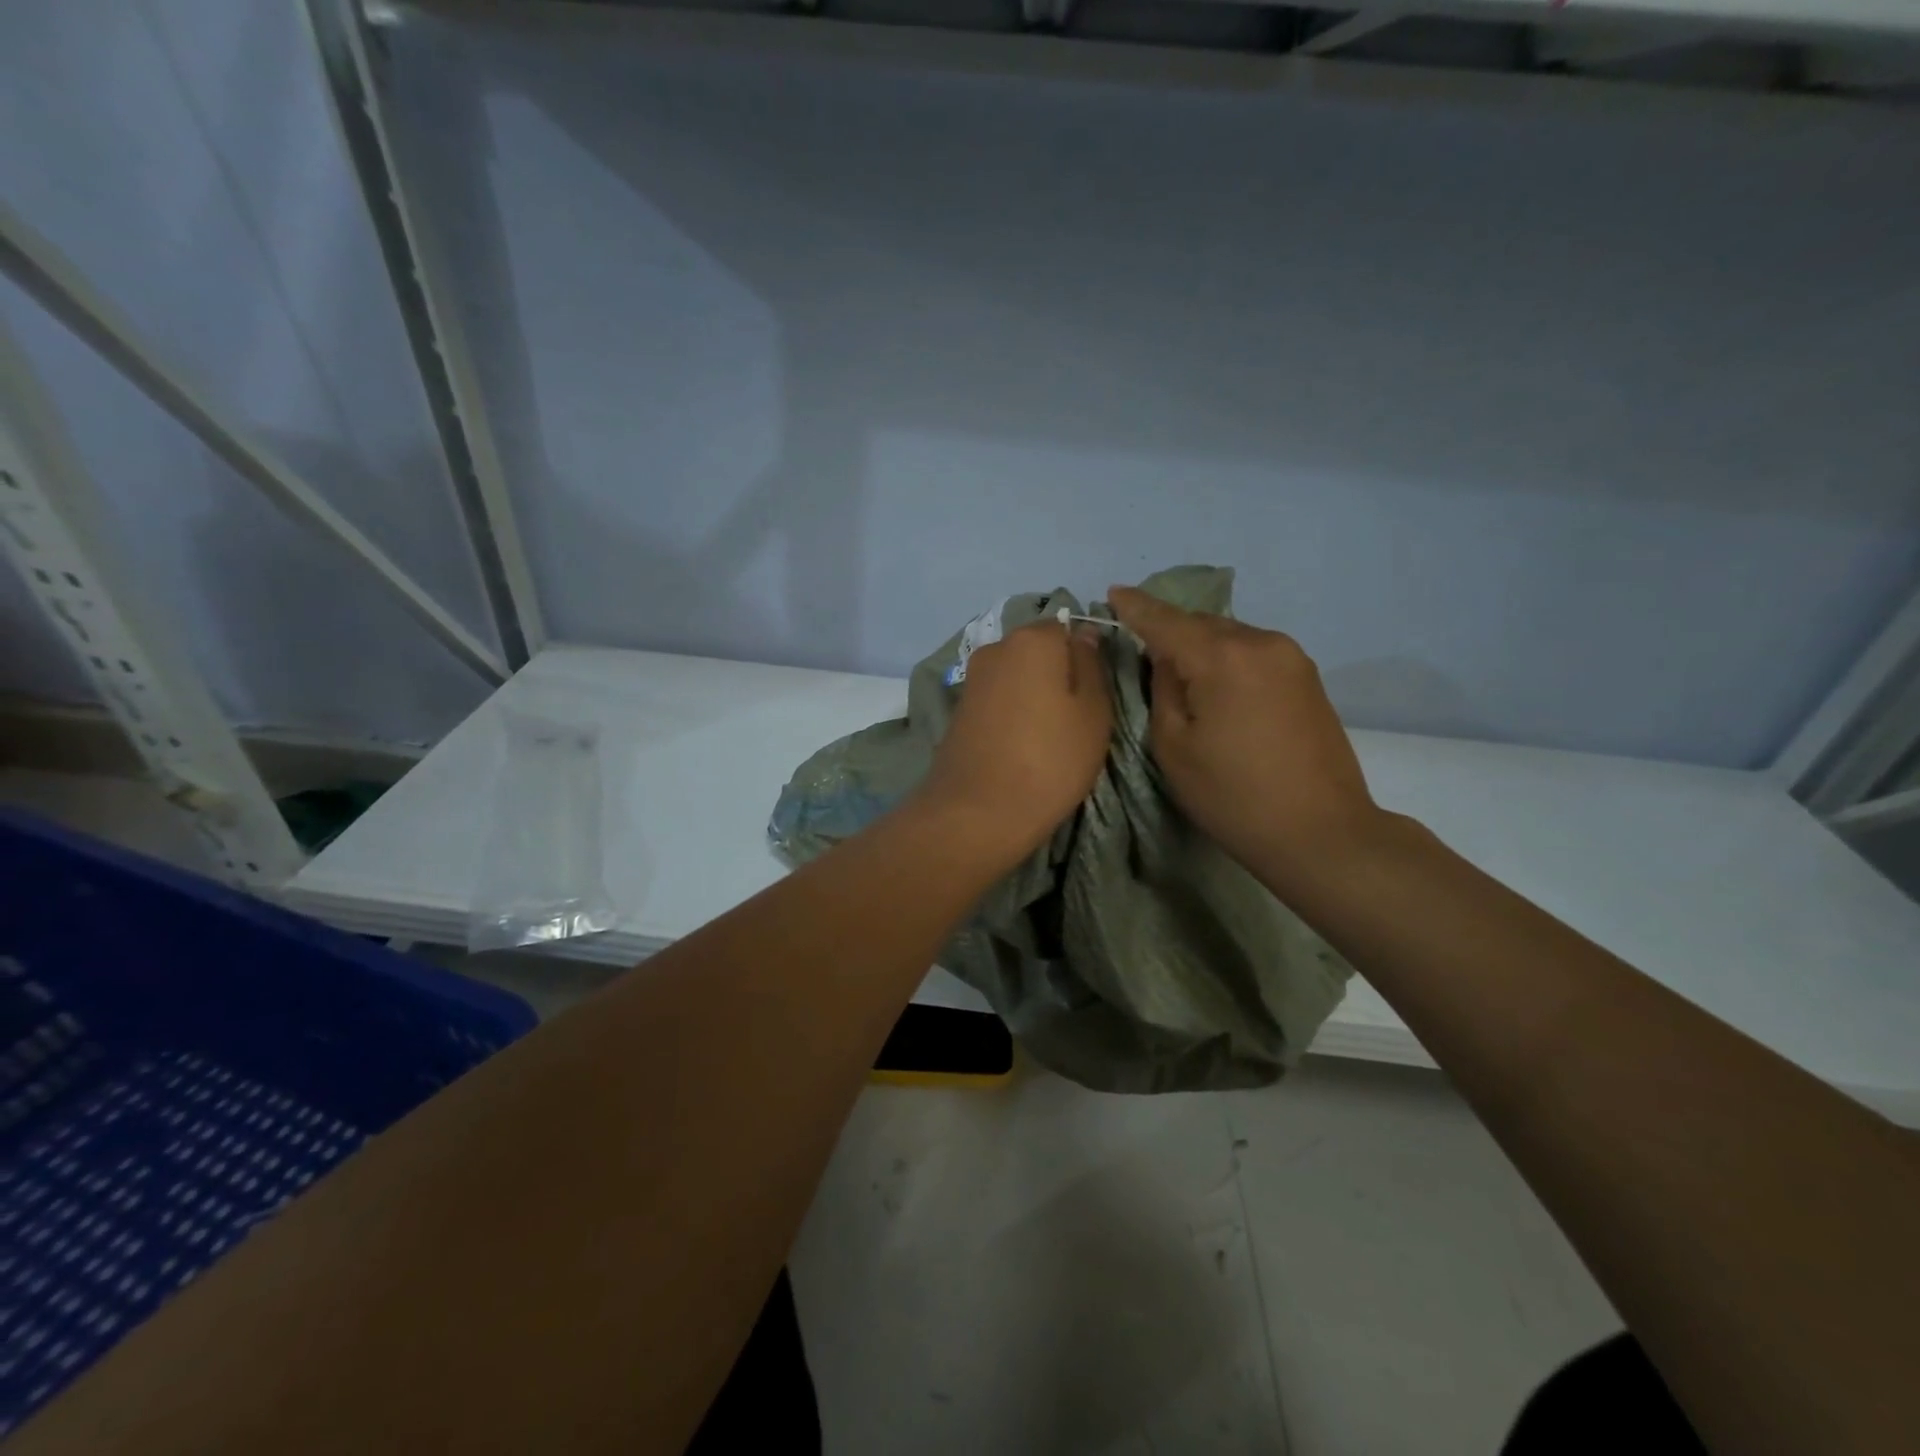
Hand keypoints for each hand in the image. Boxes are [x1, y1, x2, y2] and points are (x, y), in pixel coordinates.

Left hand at [914, 621, 1111, 865]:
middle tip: (1076, 718)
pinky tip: (1021, 744)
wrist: (977, 812)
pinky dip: (1012, 713)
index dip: (1085, 657)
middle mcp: (996, 648)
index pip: (1068, 628)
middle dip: (1057, 674)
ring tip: (1048, 736)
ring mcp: (972, 679)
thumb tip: (1084, 636)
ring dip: (1033, 695)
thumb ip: (1091, 666)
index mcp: (1032, 639)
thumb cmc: (1050, 760)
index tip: (1095, 693)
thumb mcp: (1093, 713)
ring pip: (1016, 676)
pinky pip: (997, 699)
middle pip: (1038, 650)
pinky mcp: (958, 710)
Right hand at [1108, 586, 1381, 886]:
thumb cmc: (1233, 796)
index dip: (1136, 607)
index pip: (1166, 621)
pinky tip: (1217, 685)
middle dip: (1169, 629)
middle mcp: (1260, 643)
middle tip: (1140, 645)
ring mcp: (1291, 657)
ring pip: (1230, 636)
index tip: (1113, 592)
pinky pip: (1253, 652)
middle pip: (1201, 623)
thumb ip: (1163, 690)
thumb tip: (1167, 660)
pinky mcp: (1307, 677)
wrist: (1320, 831)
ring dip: (1201, 645)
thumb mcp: (1174, 746)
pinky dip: (1227, 658)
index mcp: (1222, 658)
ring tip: (1178, 671)